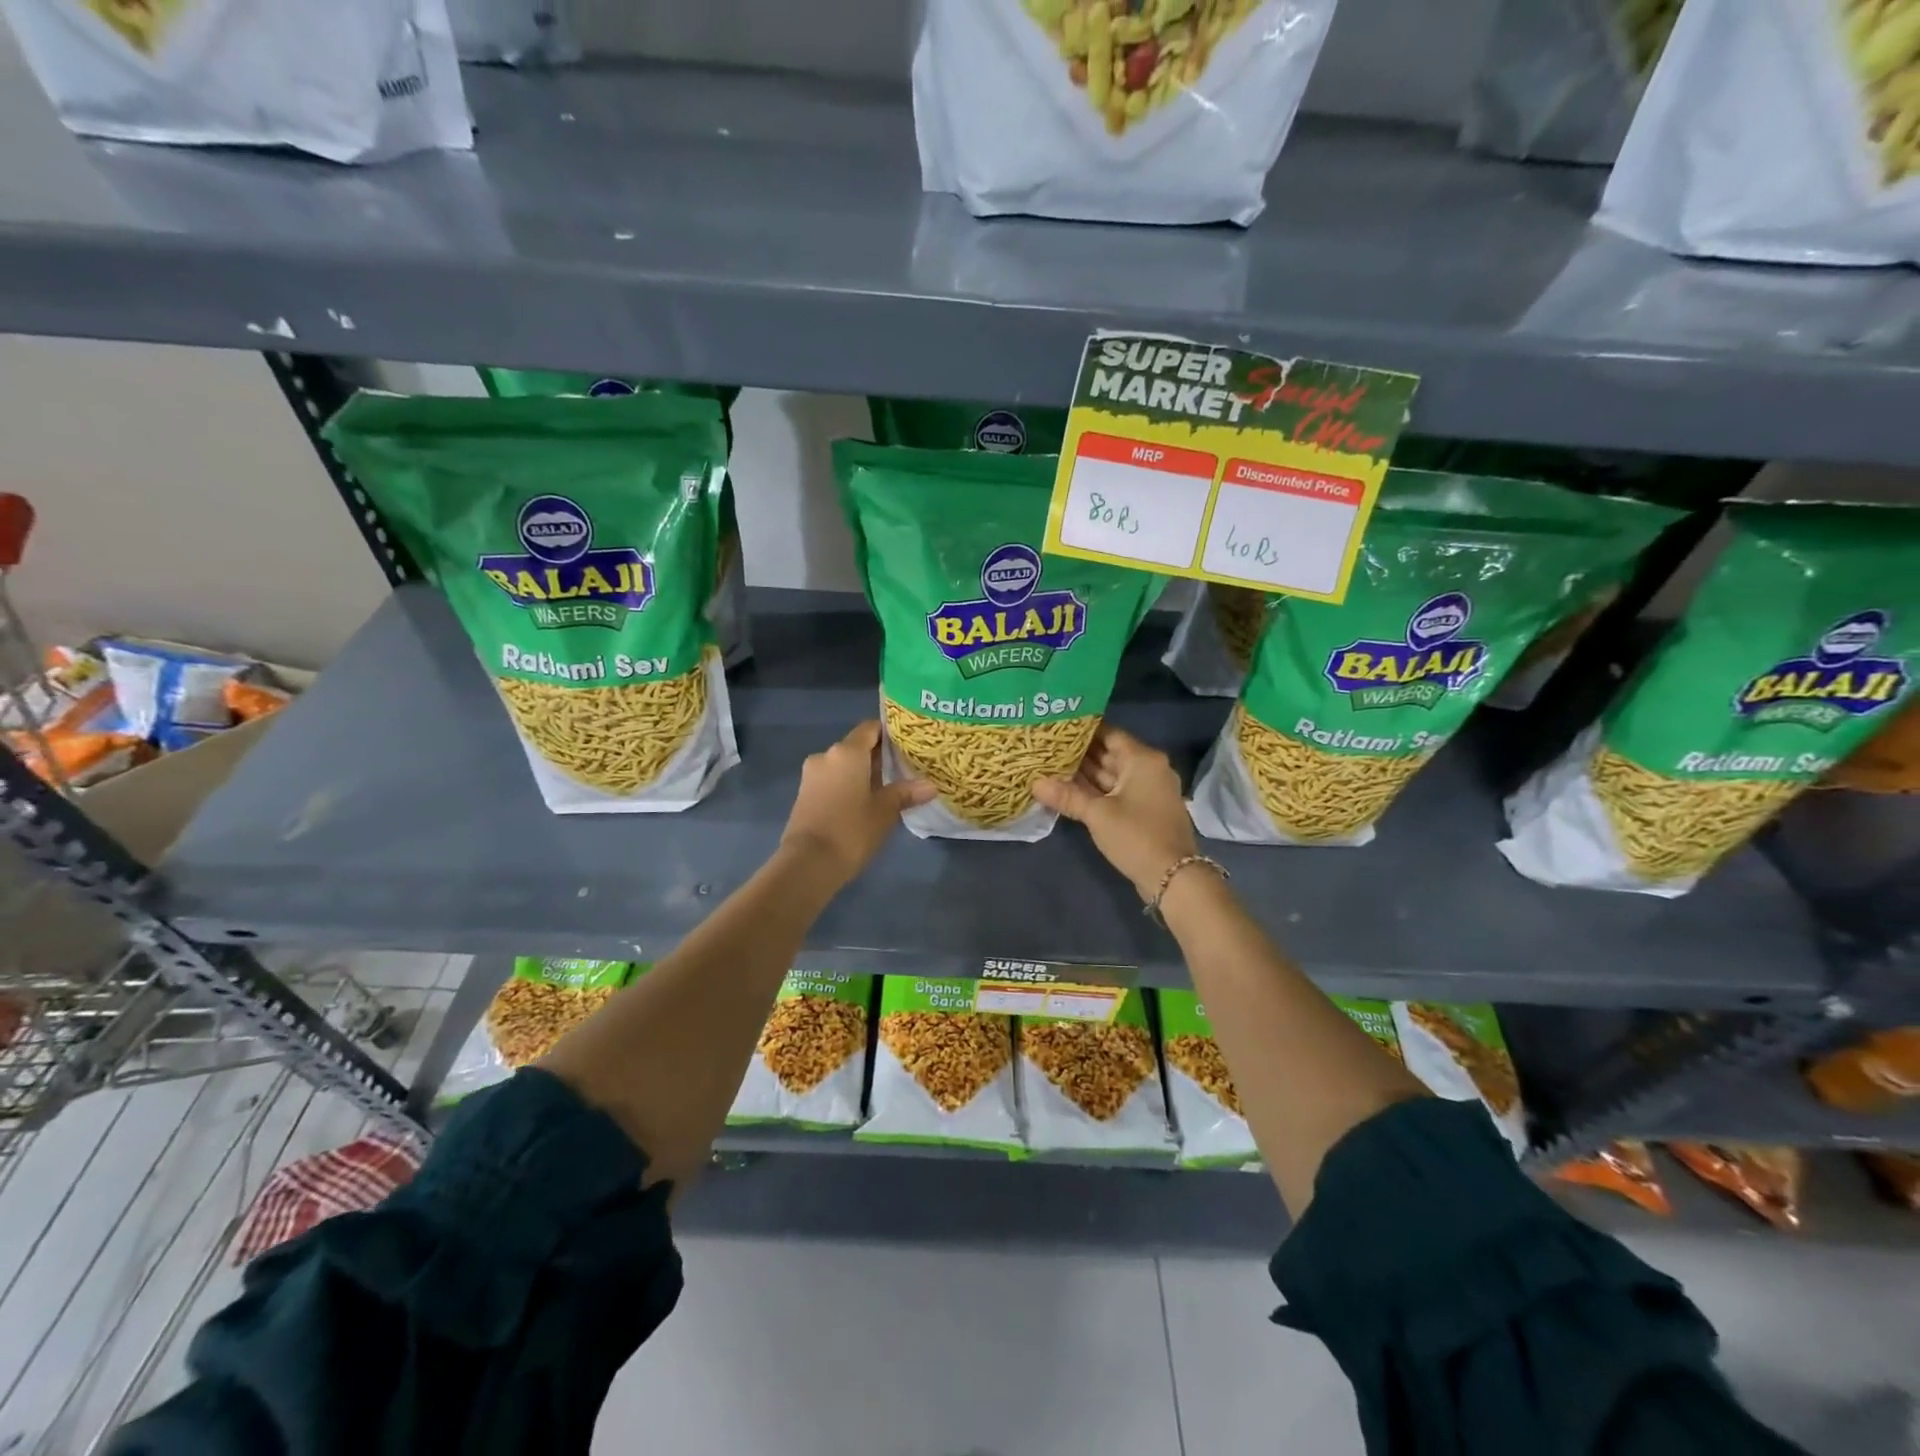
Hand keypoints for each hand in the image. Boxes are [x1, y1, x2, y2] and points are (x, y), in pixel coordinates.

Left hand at [780, 721, 934, 887]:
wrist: (808, 863)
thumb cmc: (851, 830)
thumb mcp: (884, 811)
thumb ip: (905, 793)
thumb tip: (931, 786)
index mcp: (847, 752)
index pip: (870, 728)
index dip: (889, 732)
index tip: (908, 742)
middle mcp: (826, 755)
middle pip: (856, 747)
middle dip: (878, 756)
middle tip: (904, 767)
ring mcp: (812, 775)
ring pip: (843, 765)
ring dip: (862, 772)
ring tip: (887, 786)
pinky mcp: (805, 794)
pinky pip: (832, 780)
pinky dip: (848, 785)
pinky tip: (865, 801)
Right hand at [1032, 725, 1199, 902]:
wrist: (1174, 877)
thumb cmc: (1136, 836)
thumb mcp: (1098, 814)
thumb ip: (1067, 796)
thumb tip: (1034, 783)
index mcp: (1142, 759)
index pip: (1109, 733)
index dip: (1082, 730)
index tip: (1055, 728)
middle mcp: (1148, 768)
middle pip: (1109, 753)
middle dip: (1079, 753)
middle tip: (1047, 747)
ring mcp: (1148, 790)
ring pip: (1111, 775)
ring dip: (1085, 774)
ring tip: (1051, 766)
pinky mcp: (1144, 810)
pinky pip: (1116, 791)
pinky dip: (1095, 790)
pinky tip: (1069, 790)